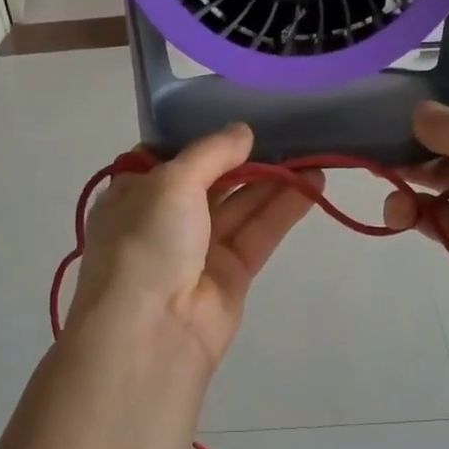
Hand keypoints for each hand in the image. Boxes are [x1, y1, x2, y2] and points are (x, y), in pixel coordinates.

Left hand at [67, 124, 319, 380]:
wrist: (150, 333)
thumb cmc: (145, 242)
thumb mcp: (170, 182)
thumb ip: (210, 153)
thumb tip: (242, 131)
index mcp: (134, 194)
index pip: (169, 157)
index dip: (202, 138)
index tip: (238, 114)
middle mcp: (164, 219)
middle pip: (212, 180)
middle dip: (247, 157)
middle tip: (289, 129)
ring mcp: (199, 249)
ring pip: (241, 205)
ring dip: (274, 180)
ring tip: (313, 151)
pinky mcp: (232, 274)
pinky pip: (259, 232)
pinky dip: (284, 208)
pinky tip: (314, 183)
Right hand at [383, 53, 448, 351]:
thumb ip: (448, 123)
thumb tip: (422, 114)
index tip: (425, 62)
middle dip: (423, 134)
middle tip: (383, 133)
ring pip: (445, 176)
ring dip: (413, 176)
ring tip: (388, 181)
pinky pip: (439, 214)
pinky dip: (417, 212)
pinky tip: (400, 215)